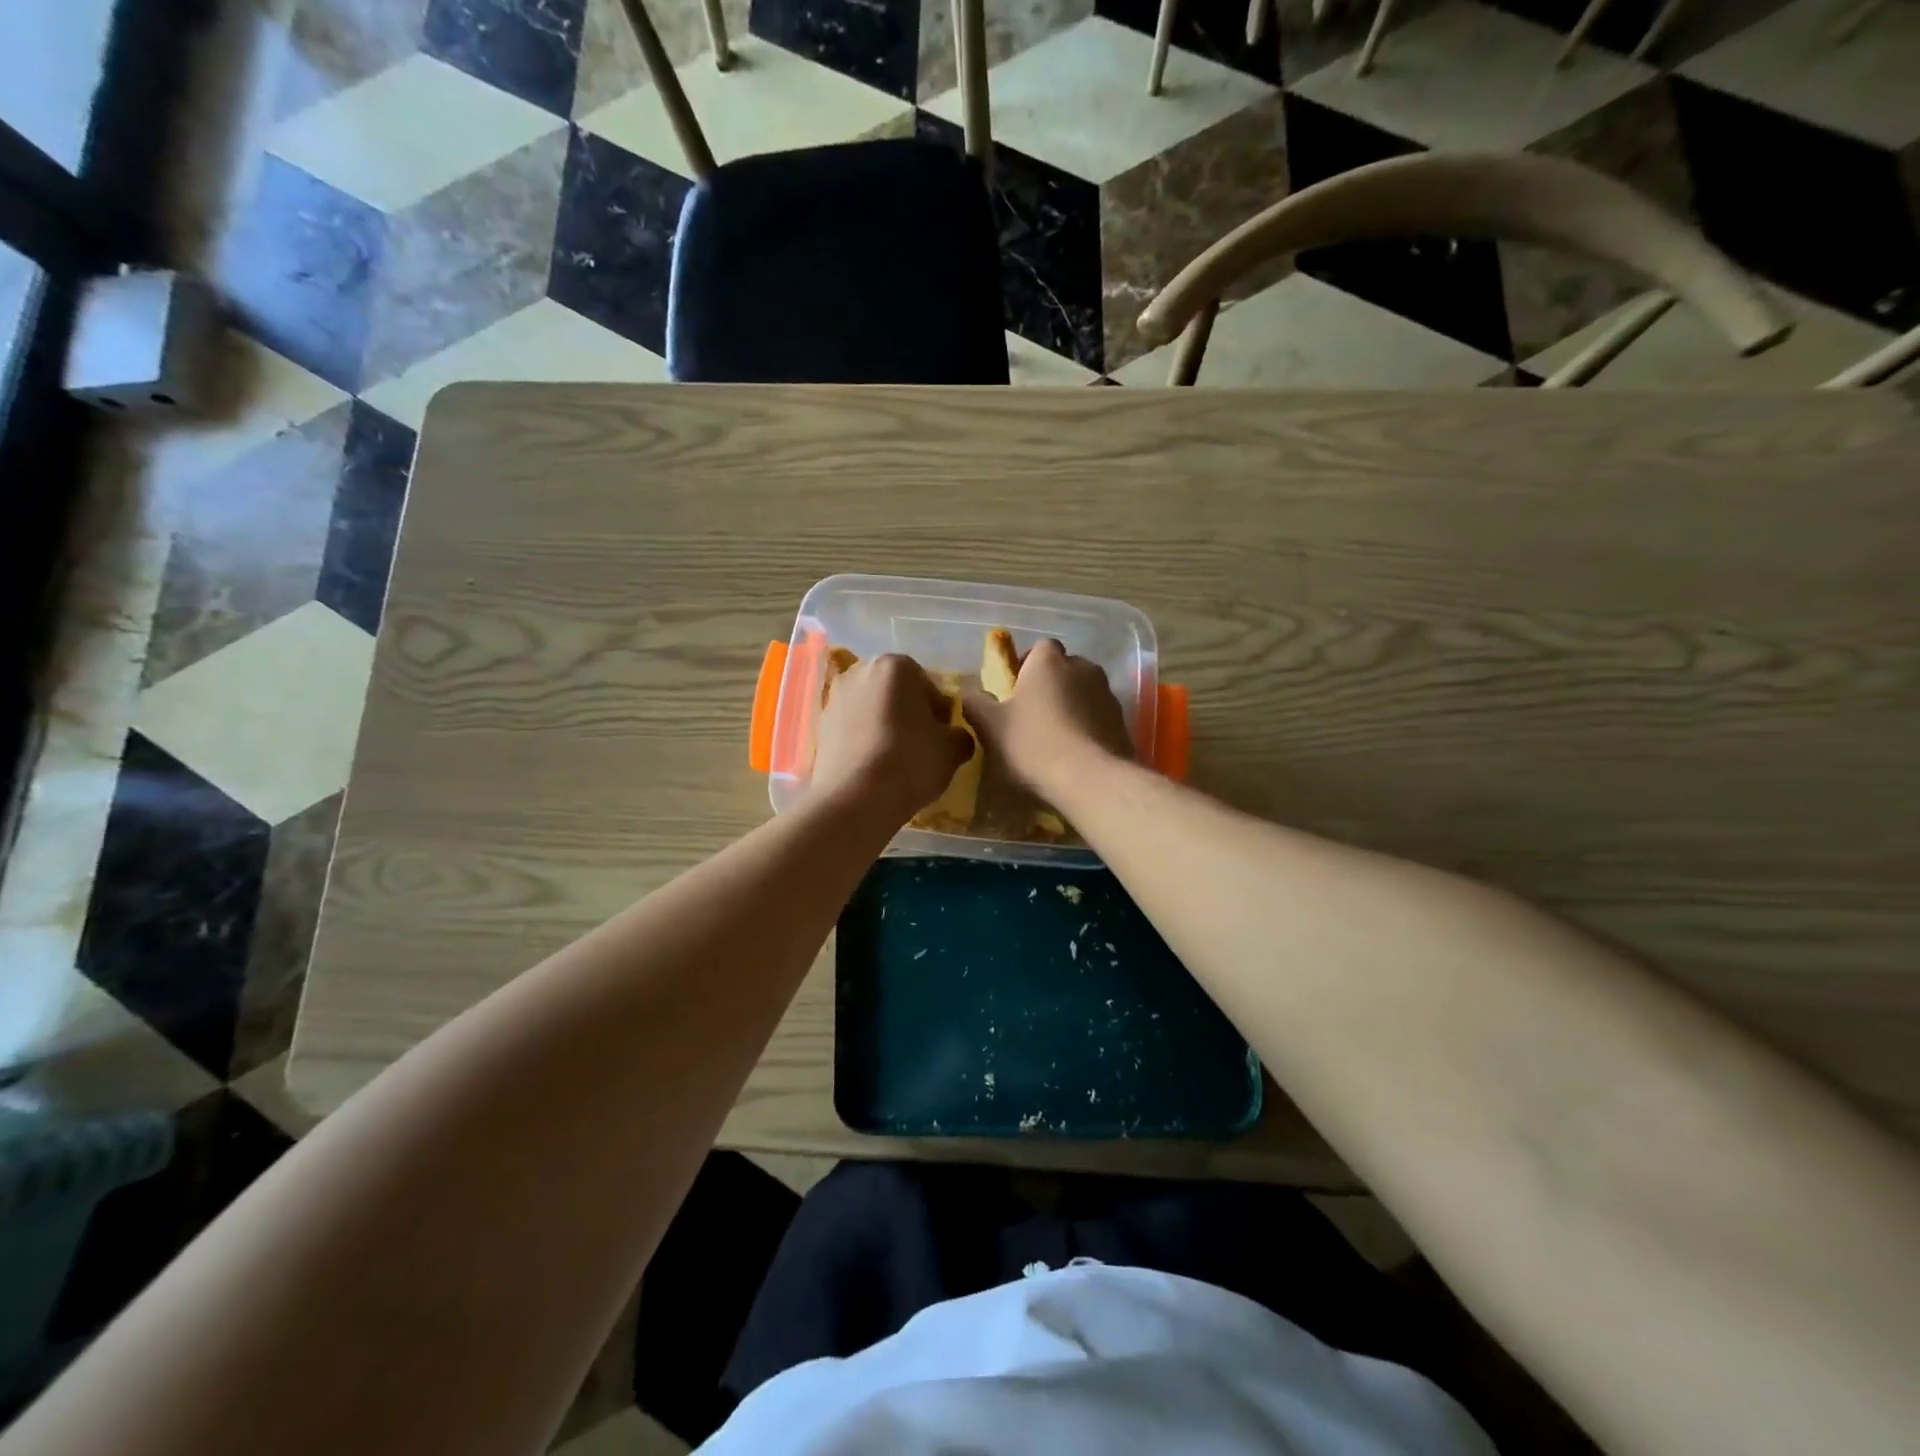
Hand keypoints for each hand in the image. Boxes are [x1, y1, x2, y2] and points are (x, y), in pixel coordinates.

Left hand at [813, 654, 974, 823]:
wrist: (856, 798)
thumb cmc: (911, 761)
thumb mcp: (952, 749)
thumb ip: (959, 735)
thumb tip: (954, 737)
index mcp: (895, 665)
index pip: (927, 684)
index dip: (939, 711)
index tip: (943, 735)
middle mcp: (859, 672)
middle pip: (895, 692)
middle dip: (908, 713)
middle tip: (922, 745)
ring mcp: (834, 698)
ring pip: (871, 709)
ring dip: (884, 726)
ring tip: (896, 758)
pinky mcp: (819, 726)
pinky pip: (852, 728)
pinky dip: (864, 740)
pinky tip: (874, 766)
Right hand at [964, 639, 1132, 796]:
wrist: (1090, 779)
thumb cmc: (1033, 744)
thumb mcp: (991, 726)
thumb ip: (976, 704)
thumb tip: (968, 693)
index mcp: (1049, 661)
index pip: (1038, 649)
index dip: (1026, 667)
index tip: (1014, 692)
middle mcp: (1083, 667)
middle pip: (1063, 669)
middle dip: (1050, 686)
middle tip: (1033, 716)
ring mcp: (1108, 694)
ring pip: (1084, 692)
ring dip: (1072, 706)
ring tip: (1056, 738)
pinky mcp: (1123, 721)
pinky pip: (1099, 716)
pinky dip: (1088, 727)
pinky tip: (1076, 753)